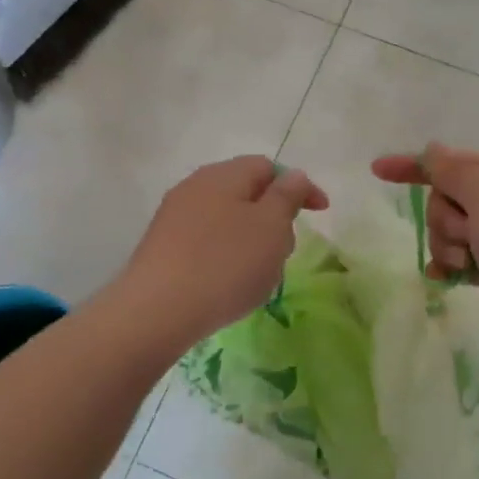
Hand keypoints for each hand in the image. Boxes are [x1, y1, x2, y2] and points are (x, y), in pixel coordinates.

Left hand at [115, 156, 327, 346]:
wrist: (157, 310)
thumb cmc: (226, 264)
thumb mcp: (271, 227)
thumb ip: (287, 196)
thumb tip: (293, 177)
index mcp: (223, 175)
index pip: (268, 167)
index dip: (299, 187)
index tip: (320, 213)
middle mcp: (195, 187)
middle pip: (246, 192)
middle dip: (274, 217)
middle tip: (285, 251)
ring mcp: (174, 217)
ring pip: (226, 219)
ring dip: (250, 240)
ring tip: (258, 274)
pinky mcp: (162, 247)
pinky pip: (206, 242)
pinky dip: (226, 255)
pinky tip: (228, 284)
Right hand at [372, 145, 478, 365]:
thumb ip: (452, 170)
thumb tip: (433, 150)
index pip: (452, 161)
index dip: (414, 166)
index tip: (377, 171)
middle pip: (448, 199)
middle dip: (444, 217)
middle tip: (466, 234)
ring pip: (451, 232)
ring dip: (449, 245)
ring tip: (467, 262)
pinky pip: (461, 259)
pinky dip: (451, 265)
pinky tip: (446, 277)